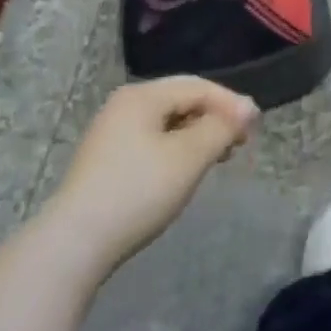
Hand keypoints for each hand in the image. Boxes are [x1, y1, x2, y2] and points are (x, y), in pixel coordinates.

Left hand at [46, 77, 257, 275]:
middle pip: (181, 100)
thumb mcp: (189, 156)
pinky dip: (176, 149)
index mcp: (142, 96)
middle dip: (214, 118)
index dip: (230, 103)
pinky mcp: (106, 159)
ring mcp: (111, 132)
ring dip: (197, 135)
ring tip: (218, 157)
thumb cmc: (138, 191)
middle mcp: (124, 105)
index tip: (255, 128)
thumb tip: (248, 107)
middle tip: (239, 144)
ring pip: (167, 122)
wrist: (75, 243)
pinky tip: (185, 170)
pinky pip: (152, 140)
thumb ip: (222, 127)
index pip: (197, 86)